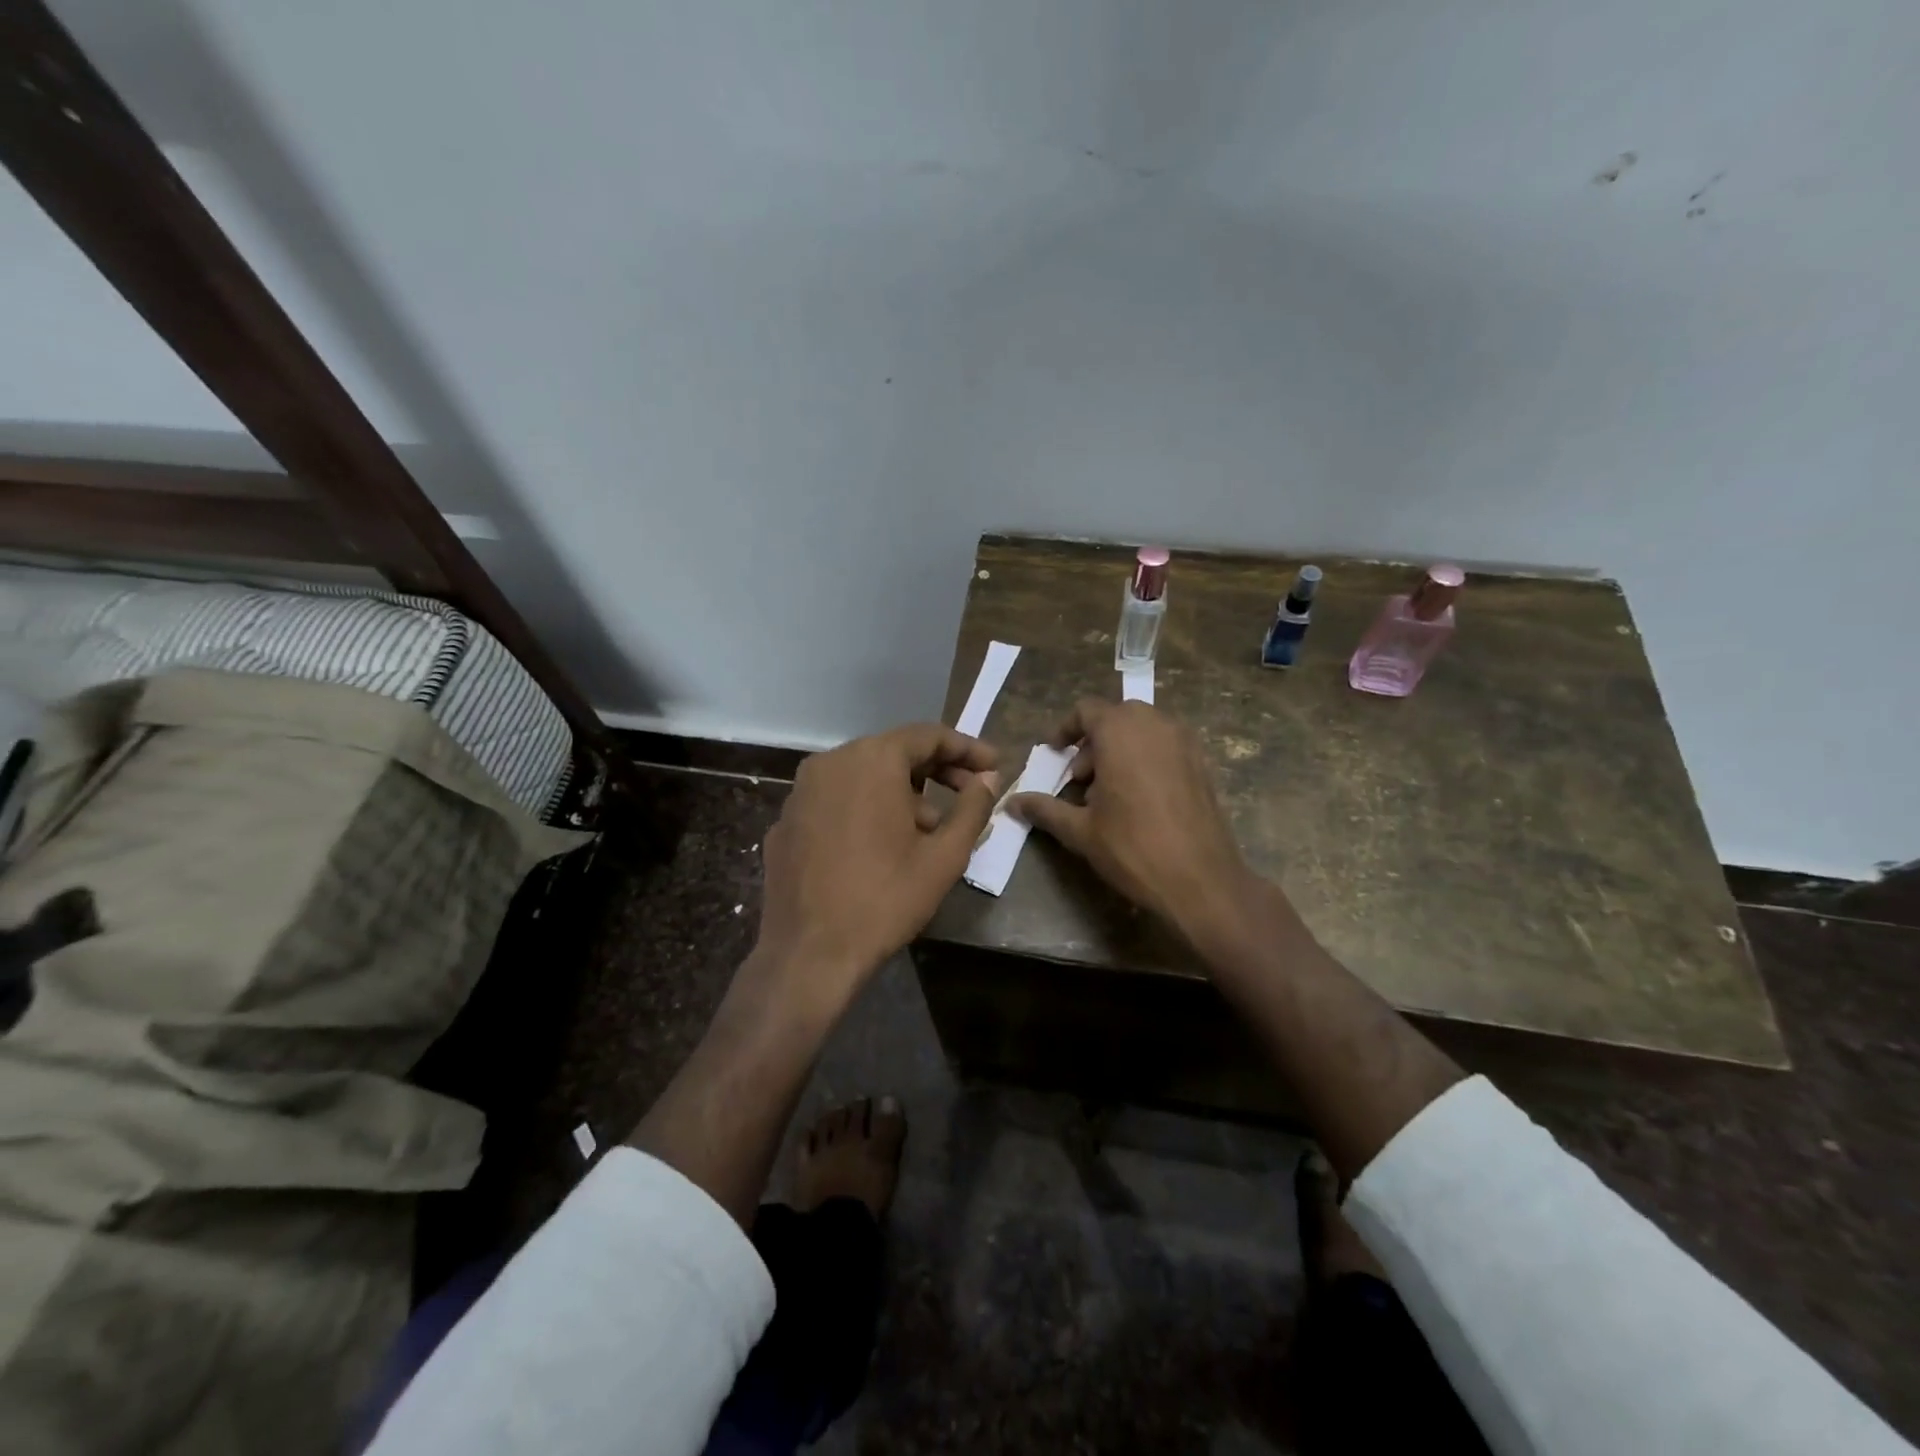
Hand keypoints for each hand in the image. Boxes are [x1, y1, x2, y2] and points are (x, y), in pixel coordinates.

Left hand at [753, 724, 1000, 1018]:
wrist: (809, 954)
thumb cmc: (885, 899)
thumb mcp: (944, 856)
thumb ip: (972, 808)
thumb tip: (988, 779)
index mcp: (871, 760)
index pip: (927, 736)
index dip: (966, 748)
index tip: (993, 764)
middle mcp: (830, 762)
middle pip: (893, 752)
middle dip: (935, 771)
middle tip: (969, 792)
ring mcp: (801, 792)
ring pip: (862, 776)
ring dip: (900, 793)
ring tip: (927, 830)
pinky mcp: (786, 822)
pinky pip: (835, 801)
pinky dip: (864, 810)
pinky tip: (880, 846)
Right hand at [1009, 699, 1253, 943]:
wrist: (1201, 881)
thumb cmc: (1133, 848)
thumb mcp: (1081, 831)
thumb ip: (1044, 809)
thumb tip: (1012, 803)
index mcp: (1120, 732)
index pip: (1087, 710)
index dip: (1066, 729)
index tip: (1054, 753)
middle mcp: (1155, 725)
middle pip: (1116, 717)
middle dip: (1093, 742)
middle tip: (1080, 779)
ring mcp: (1184, 742)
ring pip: (1143, 730)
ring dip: (1119, 749)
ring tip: (1108, 792)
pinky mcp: (1202, 763)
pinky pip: (1165, 746)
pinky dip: (1145, 758)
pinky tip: (1139, 799)